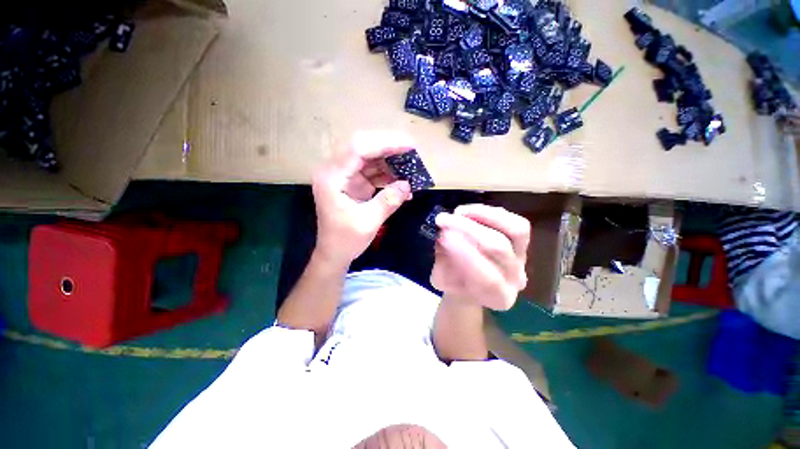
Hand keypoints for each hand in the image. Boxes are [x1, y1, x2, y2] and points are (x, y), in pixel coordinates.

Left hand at [312, 131, 413, 264]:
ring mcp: (344, 176)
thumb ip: (388, 201)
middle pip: (363, 148)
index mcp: (332, 177)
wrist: (334, 253)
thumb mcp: (368, 223)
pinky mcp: (353, 183)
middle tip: (413, 151)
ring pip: (370, 158)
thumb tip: (408, 185)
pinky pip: (373, 172)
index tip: (410, 145)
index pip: (358, 148)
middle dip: (389, 148)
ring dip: (391, 162)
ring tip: (412, 166)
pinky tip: (403, 182)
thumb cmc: (345, 240)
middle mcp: (335, 171)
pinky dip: (388, 176)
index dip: (385, 143)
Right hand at [432, 205, 529, 310]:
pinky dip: (490, 212)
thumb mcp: (441, 279)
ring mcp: (522, 257)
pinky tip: (469, 212)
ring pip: (516, 229)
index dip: (465, 253)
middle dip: (467, 228)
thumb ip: (444, 261)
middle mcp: (516, 278)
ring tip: (459, 212)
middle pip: (499, 247)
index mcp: (498, 298)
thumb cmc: (454, 284)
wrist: (470, 285)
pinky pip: (514, 221)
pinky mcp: (521, 241)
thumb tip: (445, 234)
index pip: (487, 277)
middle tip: (444, 219)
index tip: (443, 235)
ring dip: (483, 215)